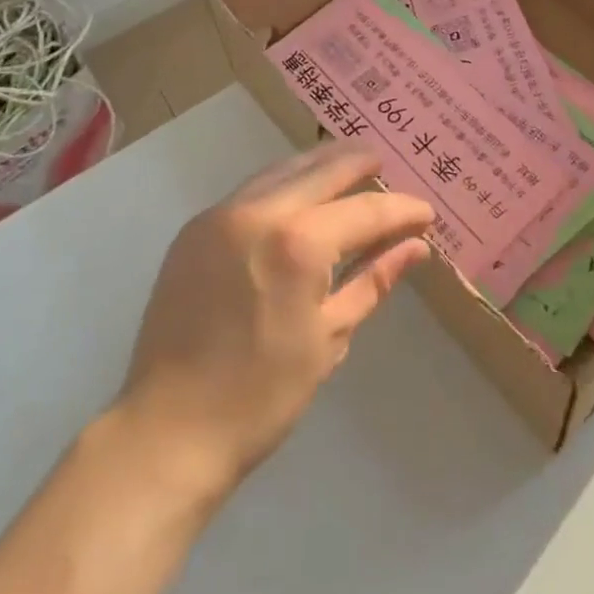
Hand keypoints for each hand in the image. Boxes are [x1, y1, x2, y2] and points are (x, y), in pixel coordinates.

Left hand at [115, 141, 432, 497]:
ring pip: (284, 169)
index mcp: (298, 243)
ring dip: (320, 164)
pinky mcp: (196, 226)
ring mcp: (221, 213)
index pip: (365, 210)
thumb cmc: (261, 396)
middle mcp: (260, 211)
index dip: (401, 209)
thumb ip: (374, 280)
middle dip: (359, 162)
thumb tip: (416, 246)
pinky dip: (284, 181)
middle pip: (323, 169)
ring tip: (349, 165)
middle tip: (385, 164)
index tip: (426, 212)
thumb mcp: (329, 337)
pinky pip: (253, 188)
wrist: (166, 431)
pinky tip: (300, 192)